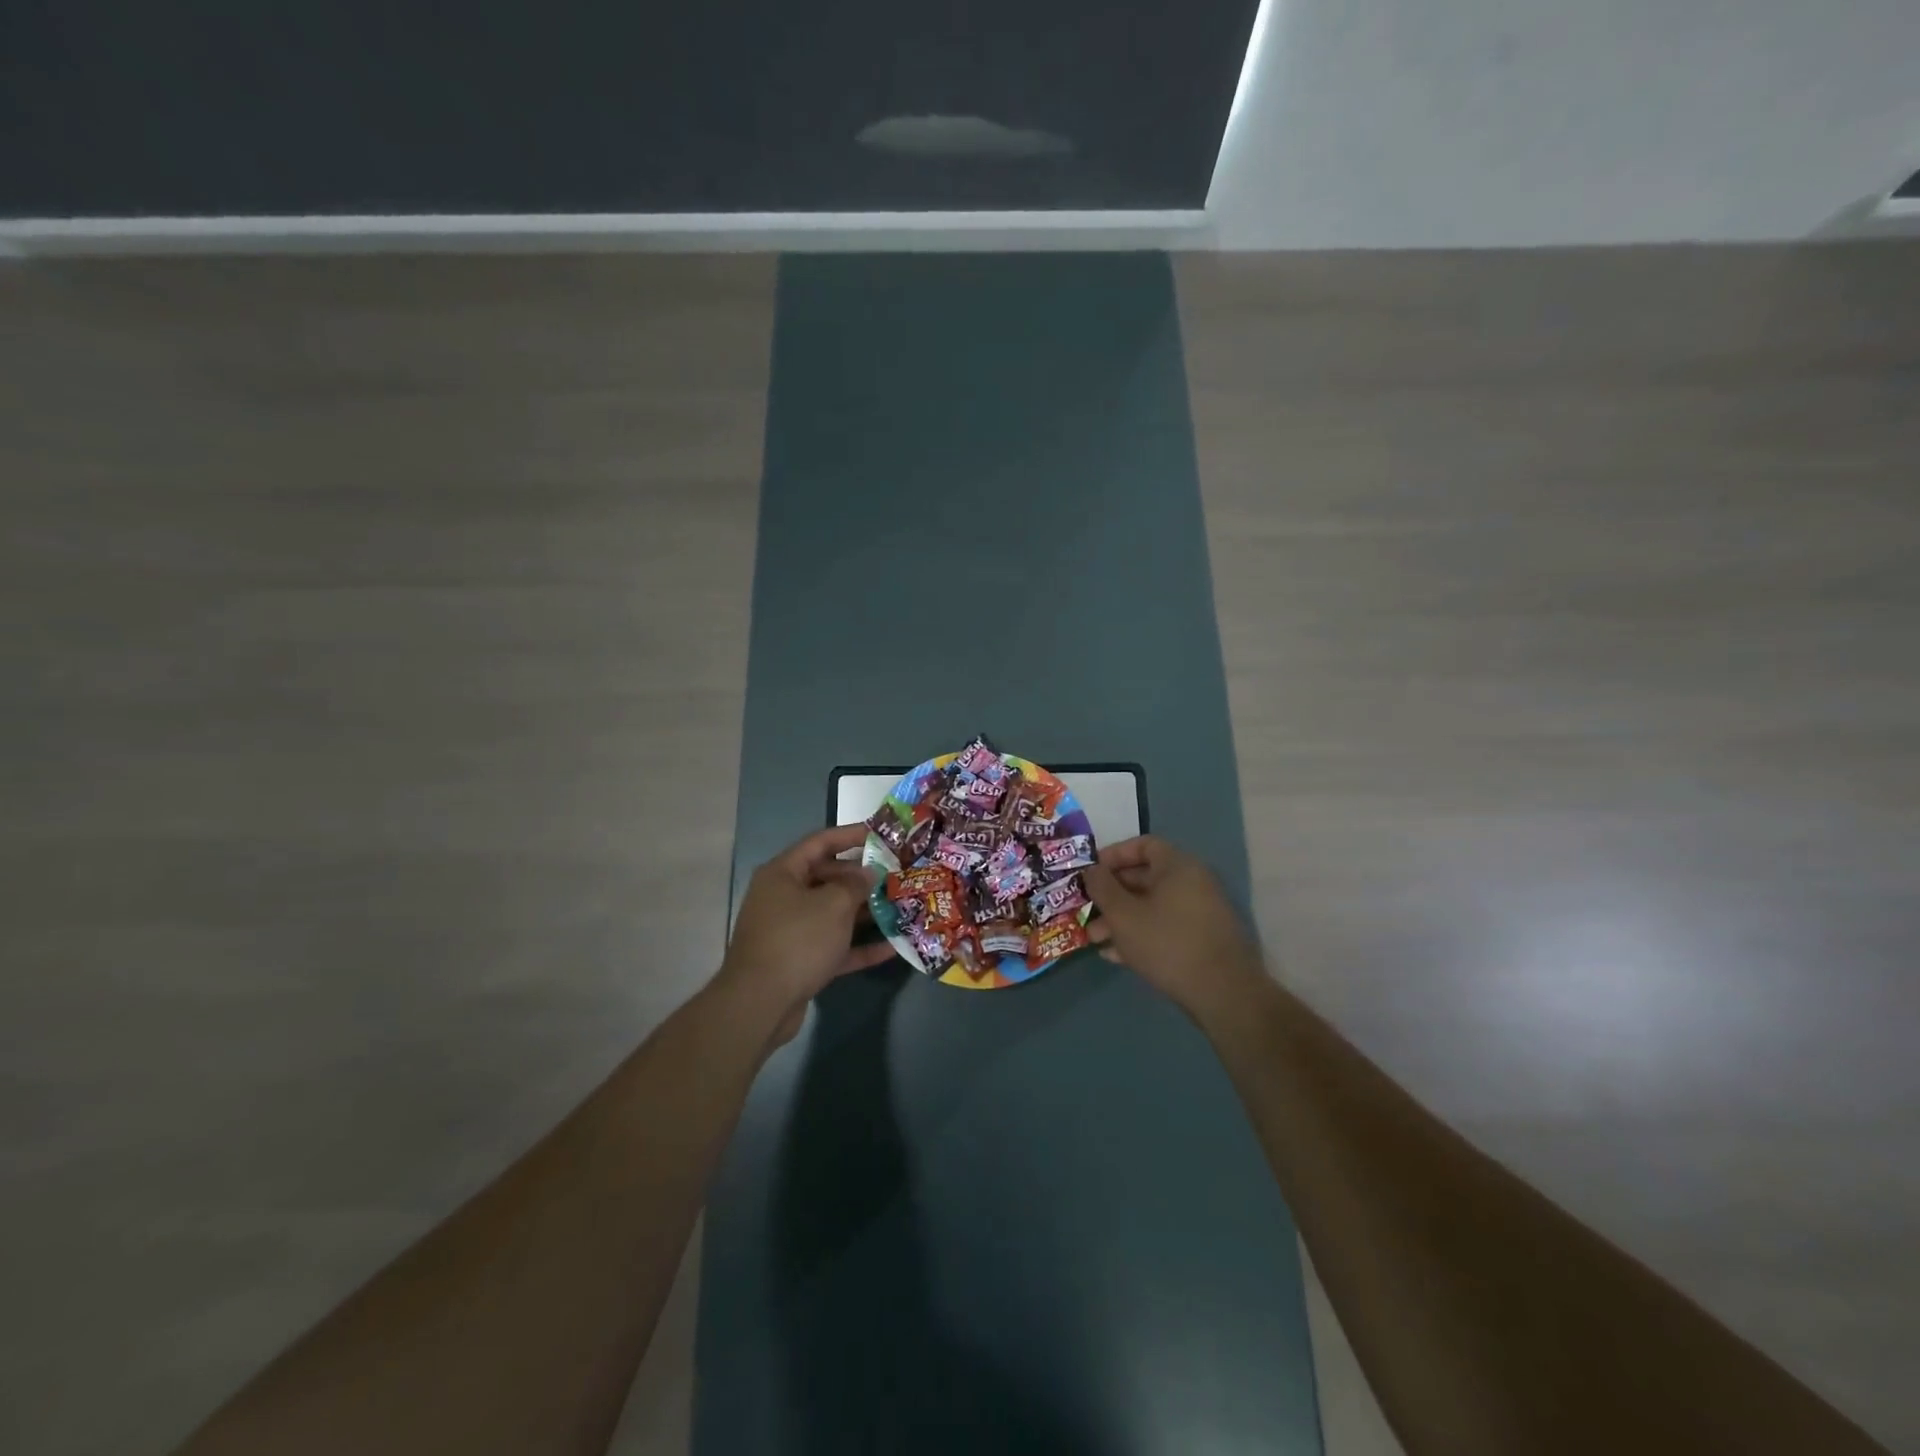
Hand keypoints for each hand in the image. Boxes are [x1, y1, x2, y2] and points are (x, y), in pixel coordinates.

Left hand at [717, 824, 895, 1044]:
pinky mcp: (800, 961)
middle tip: (896, 876)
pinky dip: (859, 946)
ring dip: (864, 912)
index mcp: (783, 874)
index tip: (881, 834)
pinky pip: (834, 946)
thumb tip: (869, 873)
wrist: (760, 1004)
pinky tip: (892, 947)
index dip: (851, 835)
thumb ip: (856, 885)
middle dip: (862, 878)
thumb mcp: (833, 905)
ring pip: (833, 914)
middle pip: (828, 878)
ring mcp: (791, 931)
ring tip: (900, 907)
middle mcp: (784, 897)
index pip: (820, 843)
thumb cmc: (797, 940)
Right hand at [1083, 836, 1265, 1021]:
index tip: (1090, 872)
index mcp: (1178, 866)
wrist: (1223, 993)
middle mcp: (1193, 882)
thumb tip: (1091, 870)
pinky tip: (1116, 955)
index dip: (1112, 855)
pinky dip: (1140, 934)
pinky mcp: (1202, 939)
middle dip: (1111, 895)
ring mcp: (1200, 912)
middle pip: (1144, 878)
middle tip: (1086, 909)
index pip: (1143, 845)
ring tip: (1094, 938)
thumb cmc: (1167, 943)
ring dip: (1121, 919)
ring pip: (1151, 906)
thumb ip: (1102, 887)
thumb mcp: (1123, 914)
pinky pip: (1164, 927)